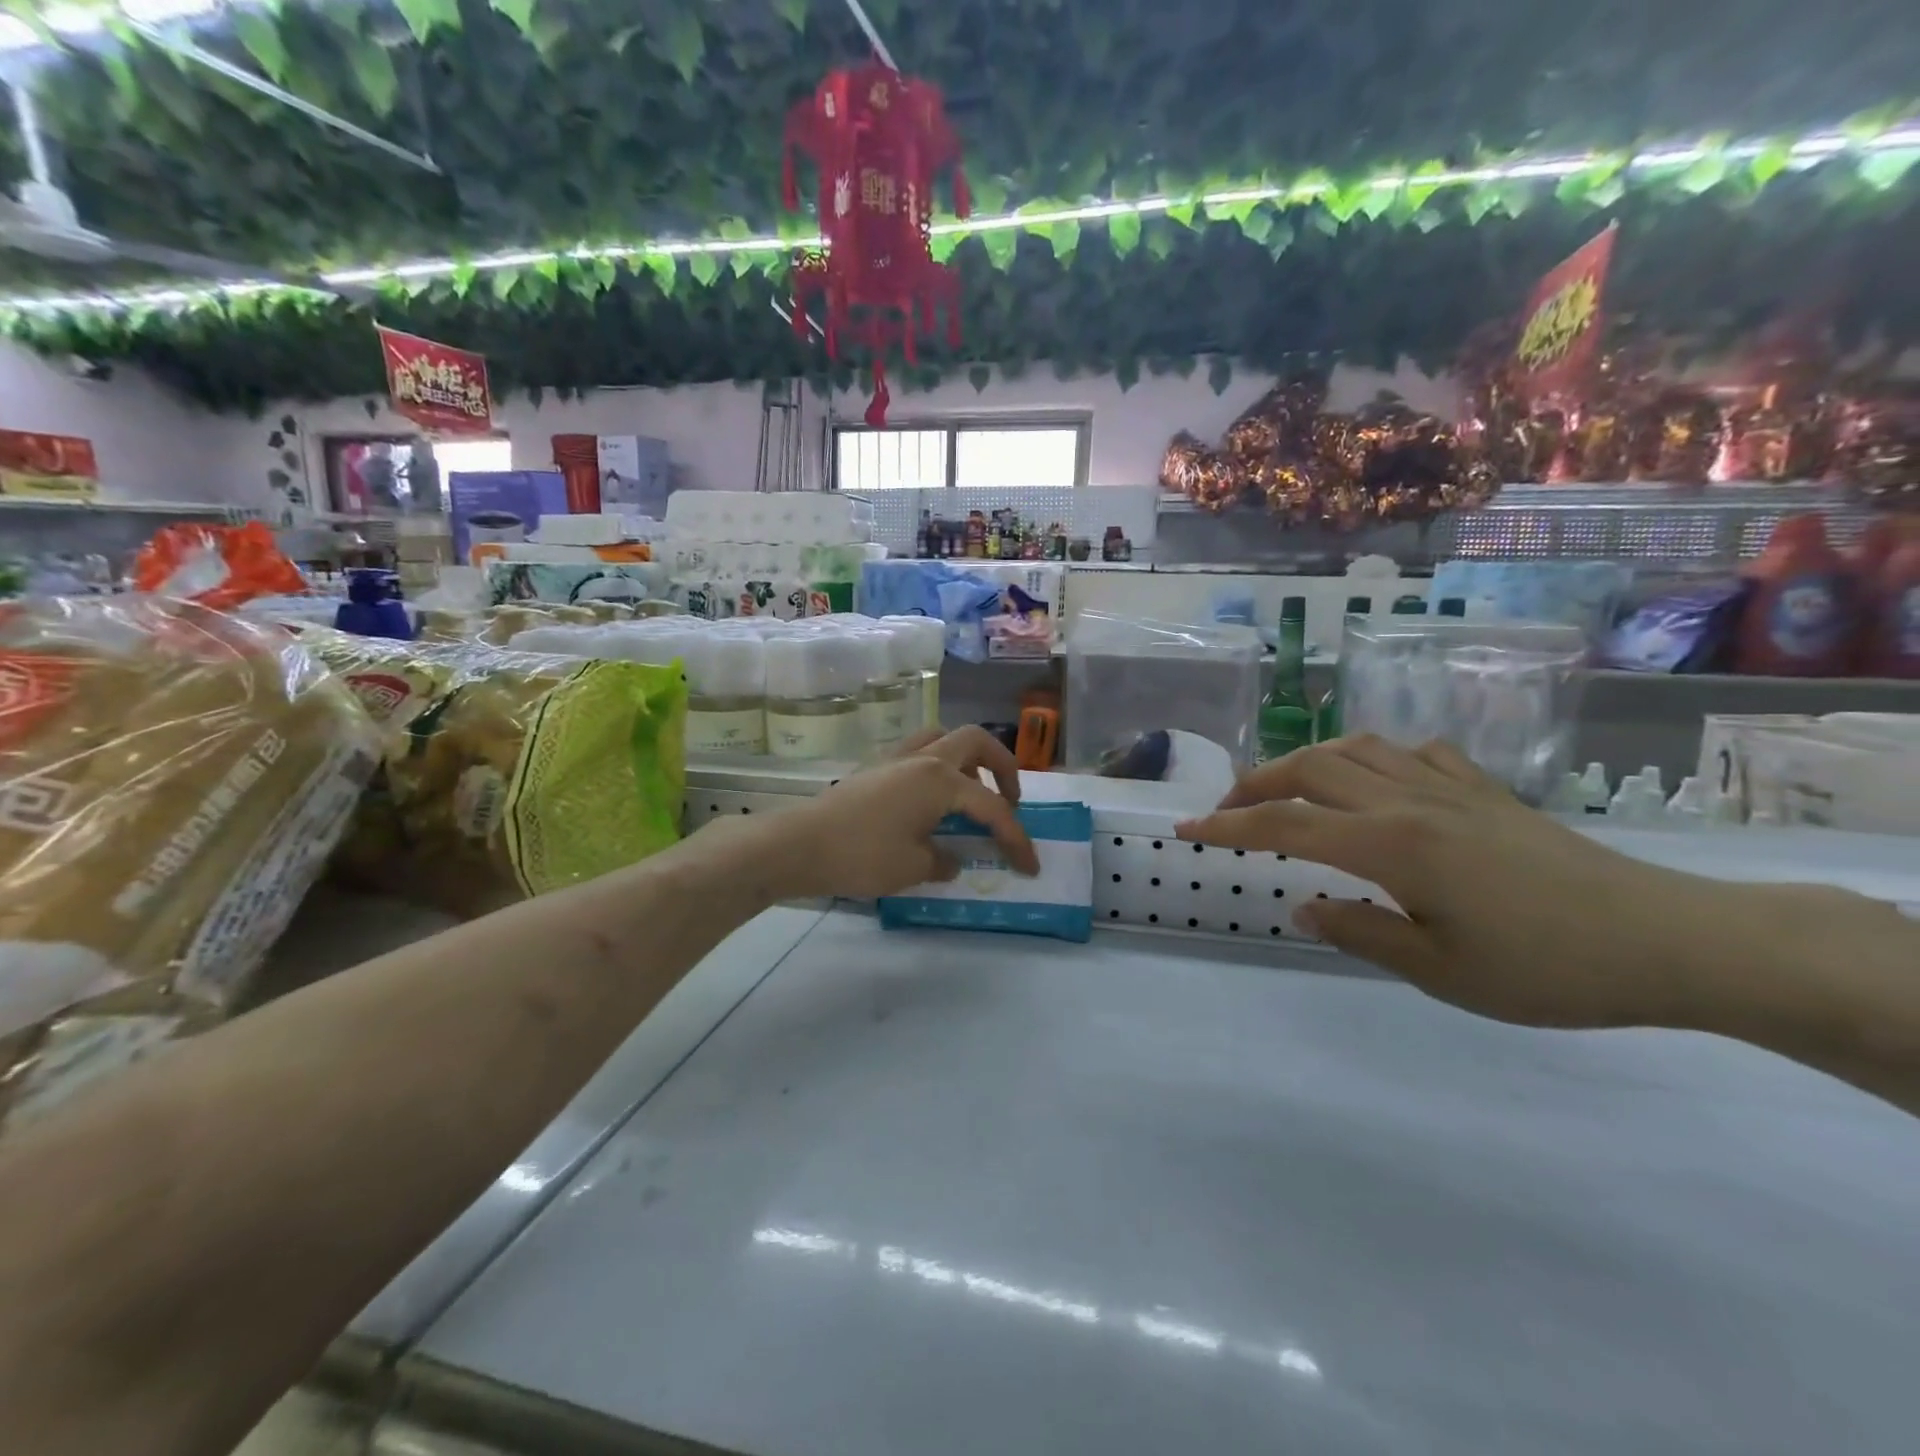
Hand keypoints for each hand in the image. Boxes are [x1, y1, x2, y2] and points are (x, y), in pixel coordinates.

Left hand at [778, 726, 1039, 899]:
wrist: (798, 845)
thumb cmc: (861, 855)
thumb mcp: (913, 866)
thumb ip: (944, 859)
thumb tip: (951, 858)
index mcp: (940, 779)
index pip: (991, 807)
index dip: (1016, 837)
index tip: (1030, 865)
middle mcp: (923, 758)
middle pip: (976, 741)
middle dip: (1002, 766)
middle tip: (1009, 799)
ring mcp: (896, 758)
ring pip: (943, 738)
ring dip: (967, 760)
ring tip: (970, 793)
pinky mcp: (875, 768)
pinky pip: (918, 753)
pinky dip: (938, 767)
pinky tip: (930, 800)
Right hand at [1175, 736, 1747, 1029]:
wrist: (1666, 939)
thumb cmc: (1547, 968)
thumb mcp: (1440, 972)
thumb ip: (1359, 932)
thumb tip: (1303, 906)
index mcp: (1391, 845)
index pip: (1285, 825)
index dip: (1227, 826)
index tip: (1186, 830)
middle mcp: (1408, 801)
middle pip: (1309, 769)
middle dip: (1255, 784)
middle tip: (1227, 811)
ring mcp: (1448, 788)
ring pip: (1354, 749)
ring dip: (1305, 763)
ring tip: (1286, 790)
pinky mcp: (1483, 790)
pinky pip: (1410, 752)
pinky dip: (1371, 758)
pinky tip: (1373, 781)